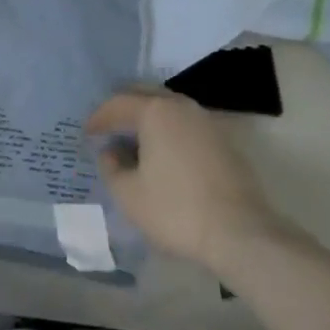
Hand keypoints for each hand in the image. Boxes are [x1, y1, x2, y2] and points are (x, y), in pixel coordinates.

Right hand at [85, 90, 283, 267]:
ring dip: (148, 118)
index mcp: (155, 110)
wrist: (242, 234)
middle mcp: (180, 105)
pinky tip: (164, 153)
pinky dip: (168, 131)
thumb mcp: (130, 195)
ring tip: (134, 140)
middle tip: (109, 127)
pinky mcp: (223, 141)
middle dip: (123, 108)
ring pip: (168, 108)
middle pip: (144, 95)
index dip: (99, 118)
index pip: (118, 104)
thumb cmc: (177, 210)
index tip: (87, 133)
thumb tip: (111, 152)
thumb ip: (112, 167)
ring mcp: (205, 121)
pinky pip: (185, 125)